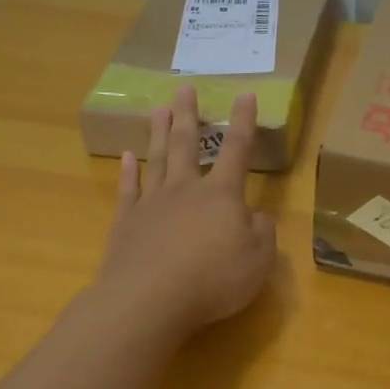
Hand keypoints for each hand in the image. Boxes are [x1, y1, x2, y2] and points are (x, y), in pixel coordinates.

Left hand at [94, 86, 276, 343]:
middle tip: (184, 88)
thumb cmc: (213, 279)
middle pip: (188, 144)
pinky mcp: (126, 223)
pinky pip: (129, 190)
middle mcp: (186, 190)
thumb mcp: (257, 261)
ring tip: (159, 108)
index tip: (244, 94)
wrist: (149, 300)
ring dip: (159, 133)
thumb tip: (258, 217)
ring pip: (157, 159)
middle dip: (189, 115)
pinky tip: (128, 157)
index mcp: (222, 195)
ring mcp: (152, 204)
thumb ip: (263, 234)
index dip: (243, 122)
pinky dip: (128, 171)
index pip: (237, 150)